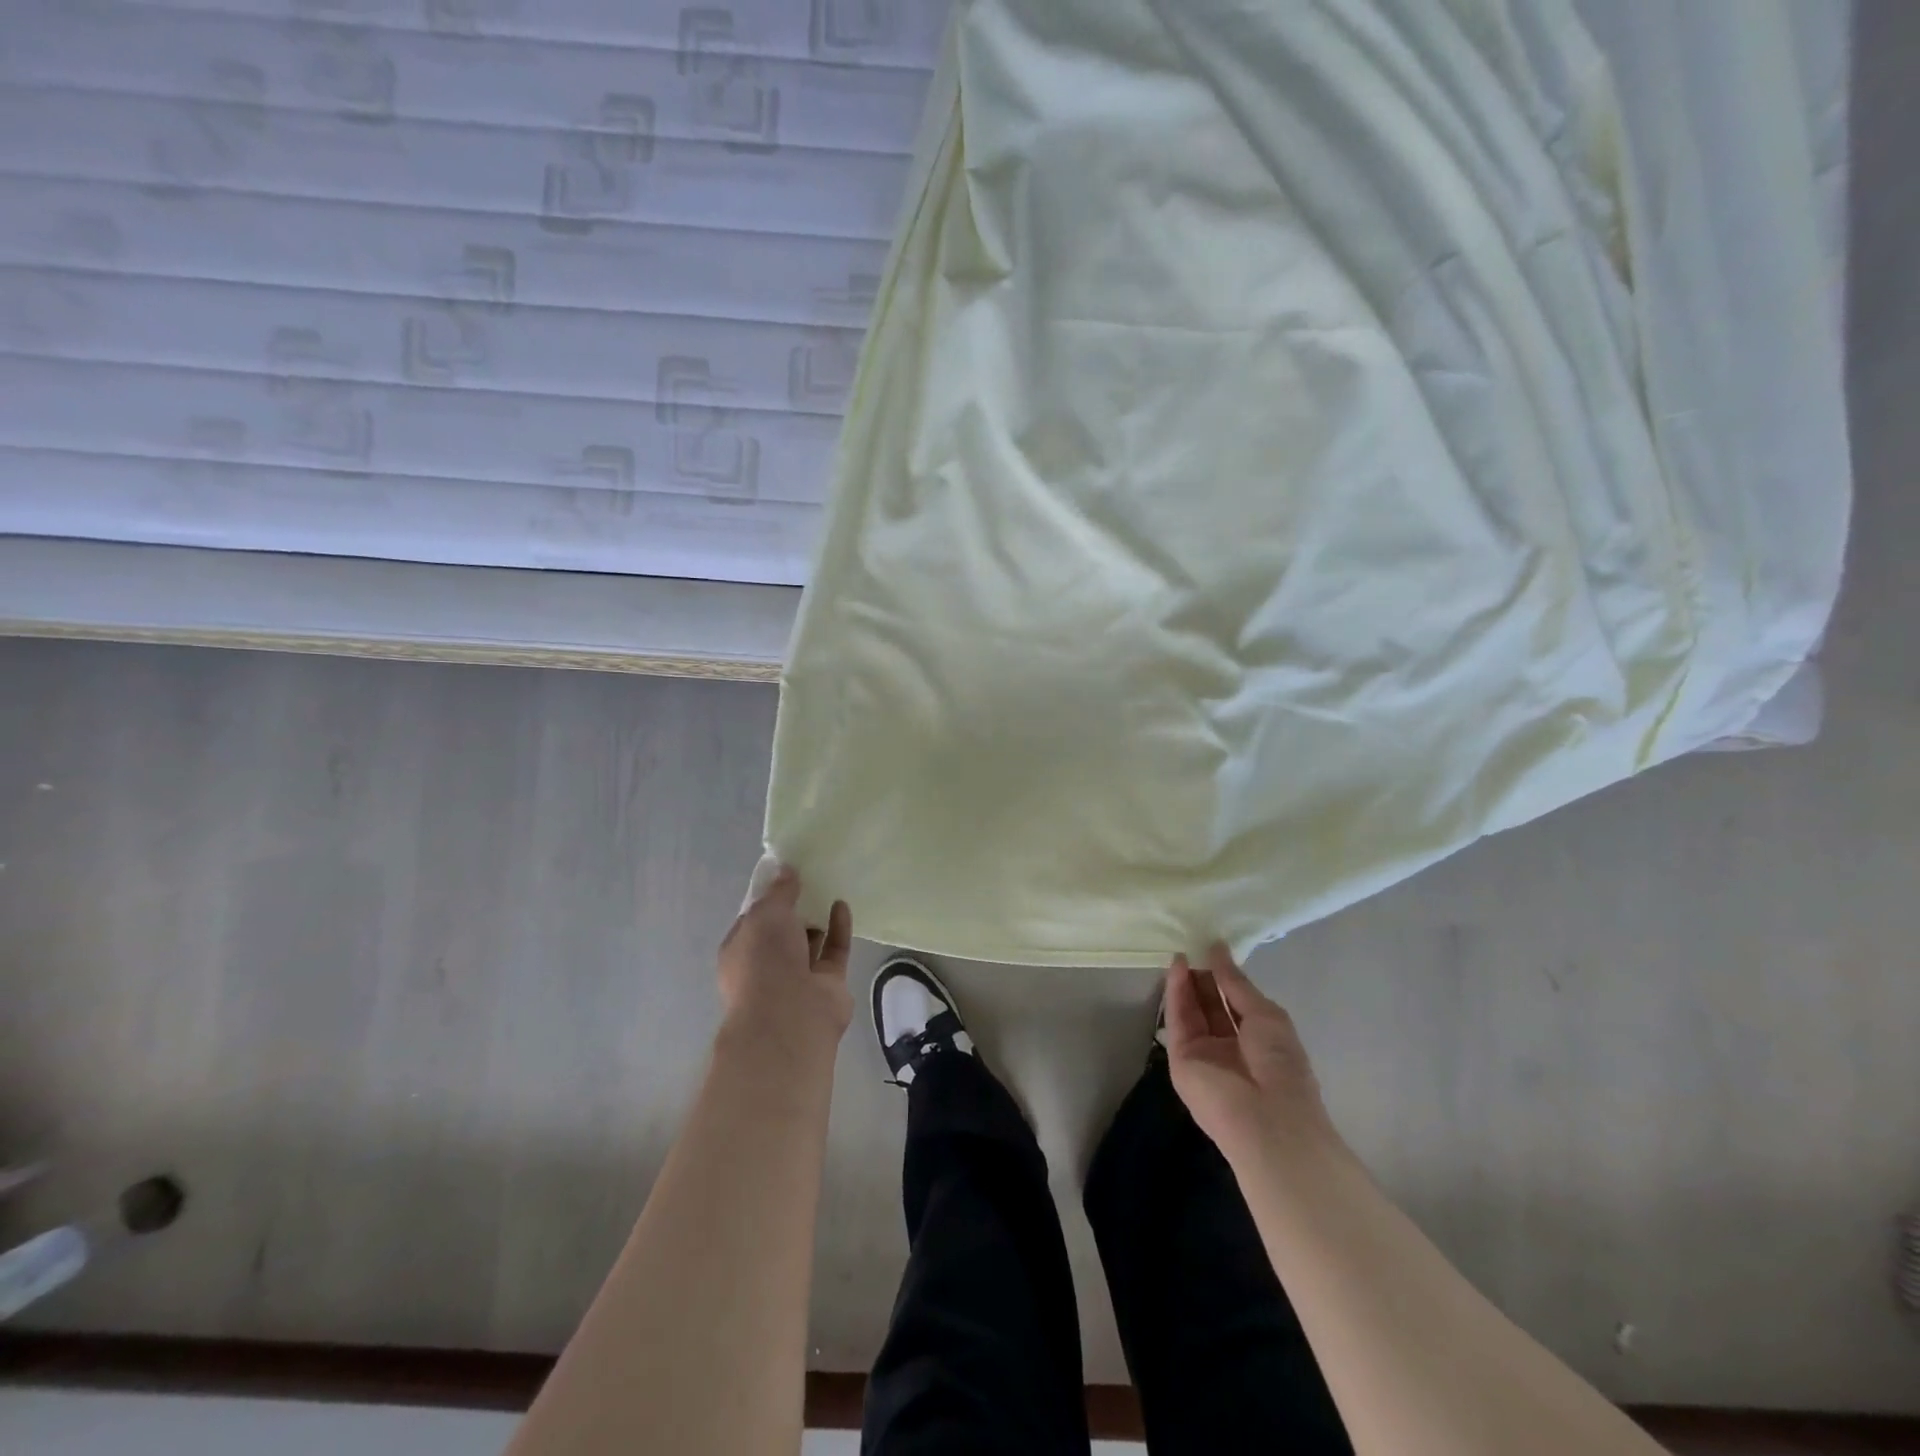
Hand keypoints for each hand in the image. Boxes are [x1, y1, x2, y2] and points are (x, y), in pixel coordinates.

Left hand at [716, 866, 852, 1065]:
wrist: (790, 1016)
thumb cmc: (765, 961)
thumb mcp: (766, 914)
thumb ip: (779, 891)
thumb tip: (786, 869)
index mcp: (741, 950)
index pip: (754, 919)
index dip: (769, 896)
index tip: (786, 873)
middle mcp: (767, 965)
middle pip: (783, 931)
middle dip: (795, 909)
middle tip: (812, 876)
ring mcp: (798, 977)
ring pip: (809, 942)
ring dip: (818, 918)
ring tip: (830, 886)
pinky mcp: (828, 984)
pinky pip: (834, 951)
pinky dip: (838, 928)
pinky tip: (842, 904)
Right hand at [1164, 943, 1343, 1170]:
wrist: (1267, 1119)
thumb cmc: (1281, 1064)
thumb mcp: (1266, 1015)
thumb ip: (1236, 983)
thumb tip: (1218, 949)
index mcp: (1258, 1041)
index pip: (1235, 1003)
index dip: (1224, 977)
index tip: (1212, 948)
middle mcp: (1229, 1048)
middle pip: (1210, 1006)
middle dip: (1202, 977)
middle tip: (1193, 945)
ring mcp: (1204, 1055)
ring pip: (1191, 1012)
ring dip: (1186, 982)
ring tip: (1182, 951)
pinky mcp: (1181, 1060)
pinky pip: (1178, 1021)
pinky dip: (1175, 994)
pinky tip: (1176, 968)